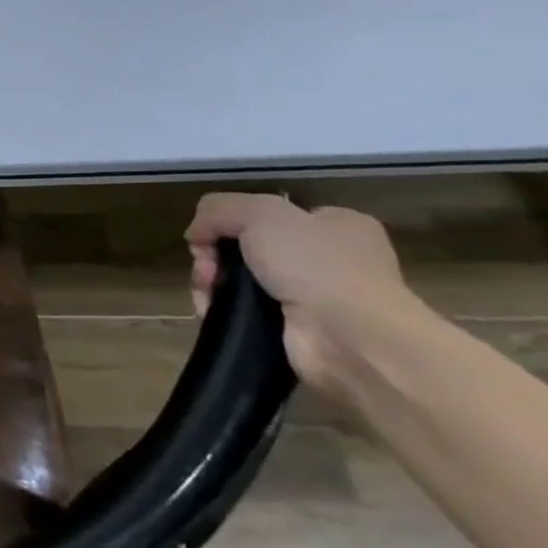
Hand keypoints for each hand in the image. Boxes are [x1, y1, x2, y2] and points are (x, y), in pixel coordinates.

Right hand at [186, 193, 413, 389]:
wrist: (350, 338)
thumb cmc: (315, 265)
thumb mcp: (260, 213)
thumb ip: (219, 209)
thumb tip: (197, 235)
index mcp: (336, 225)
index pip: (270, 215)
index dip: (232, 222)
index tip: (210, 236)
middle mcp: (330, 258)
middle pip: (247, 247)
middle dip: (214, 256)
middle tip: (206, 269)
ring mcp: (315, 296)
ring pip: (241, 279)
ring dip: (212, 283)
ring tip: (206, 293)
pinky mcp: (296, 329)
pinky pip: (245, 310)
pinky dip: (222, 308)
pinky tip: (212, 310)